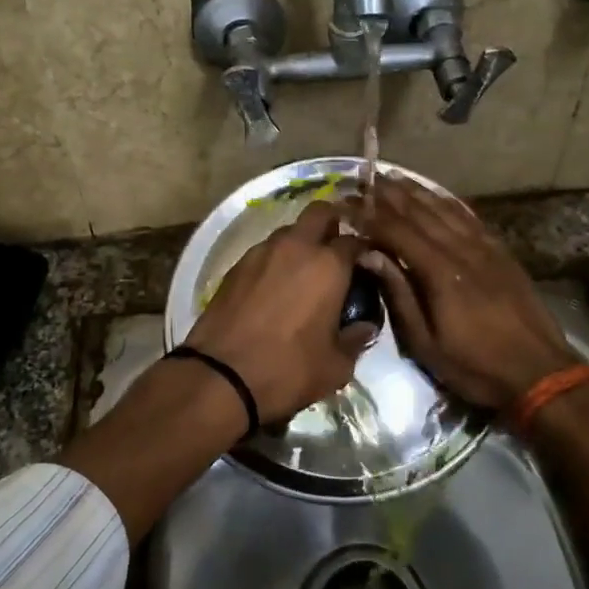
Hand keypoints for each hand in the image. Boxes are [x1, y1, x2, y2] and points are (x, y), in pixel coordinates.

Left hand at [185, 201, 376, 426]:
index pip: (356, 241)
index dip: (364, 253)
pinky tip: (275, 288)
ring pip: (289, 231)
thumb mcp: (336, 366)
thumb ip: (356, 339)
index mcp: (328, 265)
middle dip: (332, 224)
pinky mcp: (236, 266)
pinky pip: (264, 251)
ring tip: (303, 274)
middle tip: (336, 253)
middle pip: (320, 212)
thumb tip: (365, 326)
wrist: (220, 376)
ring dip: (301, 243)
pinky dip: (275, 261)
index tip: (367, 268)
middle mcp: (296, 246)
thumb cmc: (288, 369)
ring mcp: (261, 252)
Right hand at [354, 178, 575, 409]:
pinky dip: (449, 202)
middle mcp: (462, 250)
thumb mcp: (427, 343)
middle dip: (390, 195)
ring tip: (394, 178)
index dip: (369, 216)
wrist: (539, 372)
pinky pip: (470, 218)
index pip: (397, 232)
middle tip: (366, 180)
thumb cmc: (476, 366)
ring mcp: (485, 248)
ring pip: (446, 210)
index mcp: (440, 273)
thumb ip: (399, 295)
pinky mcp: (501, 252)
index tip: (346, 204)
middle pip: (421, 213)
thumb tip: (371, 255)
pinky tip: (437, 195)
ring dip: (418, 192)